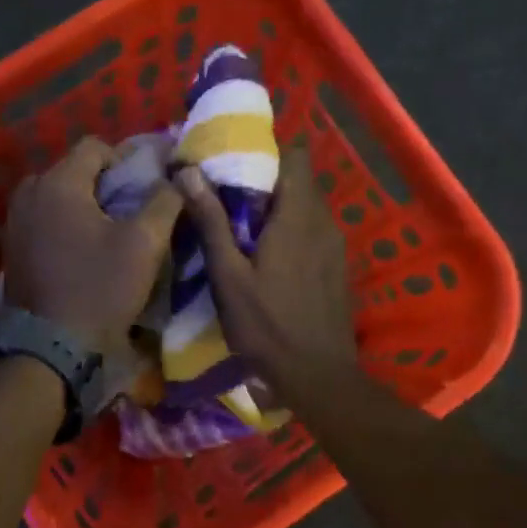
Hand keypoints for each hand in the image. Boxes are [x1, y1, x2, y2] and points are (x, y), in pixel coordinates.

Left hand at [3, 137, 183, 355]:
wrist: (52, 347)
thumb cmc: (100, 289)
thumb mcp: (144, 244)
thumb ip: (165, 201)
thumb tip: (178, 175)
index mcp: (58, 183)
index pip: (95, 147)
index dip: (125, 160)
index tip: (144, 188)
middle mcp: (29, 192)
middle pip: (73, 170)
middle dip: (102, 183)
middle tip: (128, 211)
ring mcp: (14, 220)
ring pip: (56, 195)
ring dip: (82, 204)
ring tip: (106, 231)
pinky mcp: (11, 247)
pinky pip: (43, 219)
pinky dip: (63, 223)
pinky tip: (81, 249)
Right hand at [176, 148, 358, 395]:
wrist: (318, 375)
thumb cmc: (267, 325)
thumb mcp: (229, 275)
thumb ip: (212, 222)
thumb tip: (189, 172)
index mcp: (298, 216)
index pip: (295, 156)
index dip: (267, 152)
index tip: (235, 164)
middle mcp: (323, 222)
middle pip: (299, 182)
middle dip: (266, 183)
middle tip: (228, 198)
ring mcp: (335, 246)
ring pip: (307, 209)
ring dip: (279, 210)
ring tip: (244, 230)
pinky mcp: (337, 267)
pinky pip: (314, 233)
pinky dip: (292, 233)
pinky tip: (270, 260)